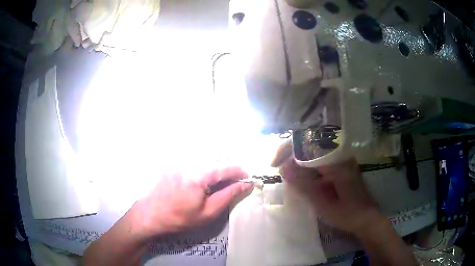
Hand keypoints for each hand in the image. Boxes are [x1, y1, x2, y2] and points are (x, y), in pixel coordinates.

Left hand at [133, 167, 253, 237]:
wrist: (150, 215)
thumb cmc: (180, 218)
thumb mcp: (208, 212)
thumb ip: (228, 195)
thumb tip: (246, 184)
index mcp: (199, 174)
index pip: (226, 167)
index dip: (240, 172)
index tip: (248, 178)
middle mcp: (190, 162)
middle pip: (216, 160)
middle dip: (229, 169)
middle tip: (236, 182)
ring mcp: (180, 161)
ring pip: (206, 160)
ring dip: (217, 169)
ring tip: (222, 182)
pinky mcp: (174, 163)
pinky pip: (195, 161)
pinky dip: (205, 169)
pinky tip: (204, 181)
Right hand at [272, 143, 381, 235]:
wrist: (366, 218)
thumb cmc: (346, 214)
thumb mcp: (323, 205)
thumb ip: (304, 186)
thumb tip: (283, 169)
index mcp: (336, 163)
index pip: (308, 144)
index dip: (287, 149)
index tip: (274, 163)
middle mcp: (339, 155)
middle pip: (309, 143)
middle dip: (290, 153)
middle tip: (278, 167)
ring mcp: (341, 159)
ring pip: (314, 150)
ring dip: (297, 158)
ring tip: (286, 172)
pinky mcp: (340, 165)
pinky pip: (319, 158)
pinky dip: (306, 164)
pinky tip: (300, 175)